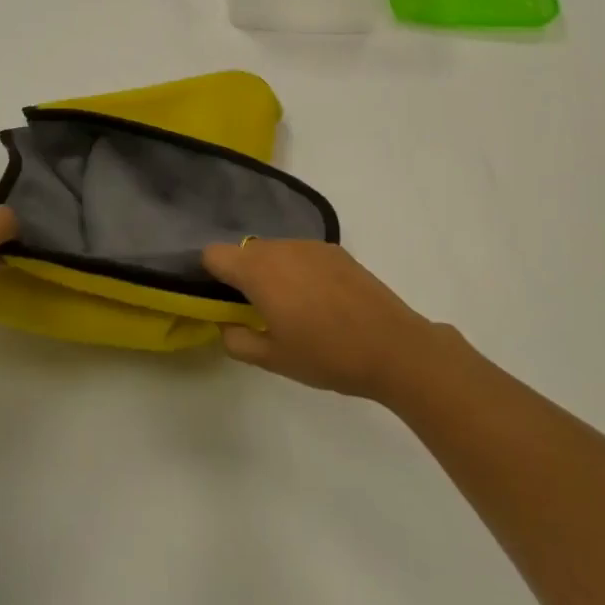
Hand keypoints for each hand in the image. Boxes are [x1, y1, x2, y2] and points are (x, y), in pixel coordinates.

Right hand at [203, 240, 449, 401]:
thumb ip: (237, 340)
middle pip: (244, 251)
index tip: (221, 301)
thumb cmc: (327, 355)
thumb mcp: (273, 359)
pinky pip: (301, 254)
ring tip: (292, 308)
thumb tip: (225, 323)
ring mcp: (311, 246)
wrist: (394, 348)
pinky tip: (320, 301)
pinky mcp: (336, 251)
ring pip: (274, 251)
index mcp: (258, 271)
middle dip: (242, 276)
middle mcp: (281, 248)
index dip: (209, 275)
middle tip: (257, 311)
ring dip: (271, 272)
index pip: (213, 254)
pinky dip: (298, 270)